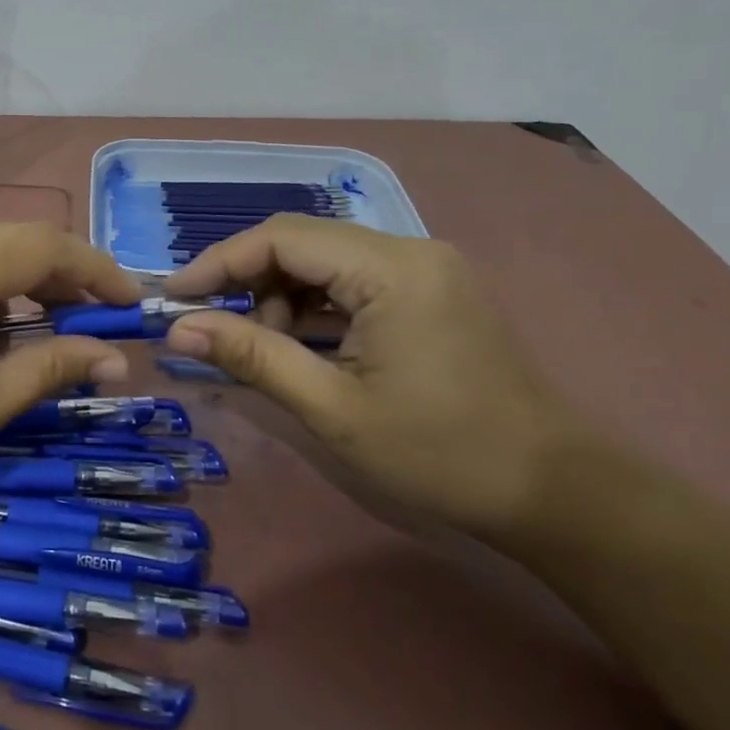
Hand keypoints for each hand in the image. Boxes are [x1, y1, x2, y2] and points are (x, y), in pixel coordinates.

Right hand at [163, 214, 596, 540]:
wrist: (555, 491)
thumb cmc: (441, 454)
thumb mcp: (333, 409)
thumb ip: (253, 358)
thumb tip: (179, 331)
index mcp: (390, 269)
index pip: (282, 238)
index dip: (219, 262)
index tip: (174, 299)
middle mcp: (409, 250)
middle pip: (302, 242)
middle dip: (248, 281)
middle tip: (212, 329)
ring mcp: (426, 268)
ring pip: (326, 261)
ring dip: (282, 297)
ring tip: (264, 350)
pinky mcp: (432, 291)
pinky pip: (354, 280)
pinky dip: (316, 307)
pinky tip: (303, 346)